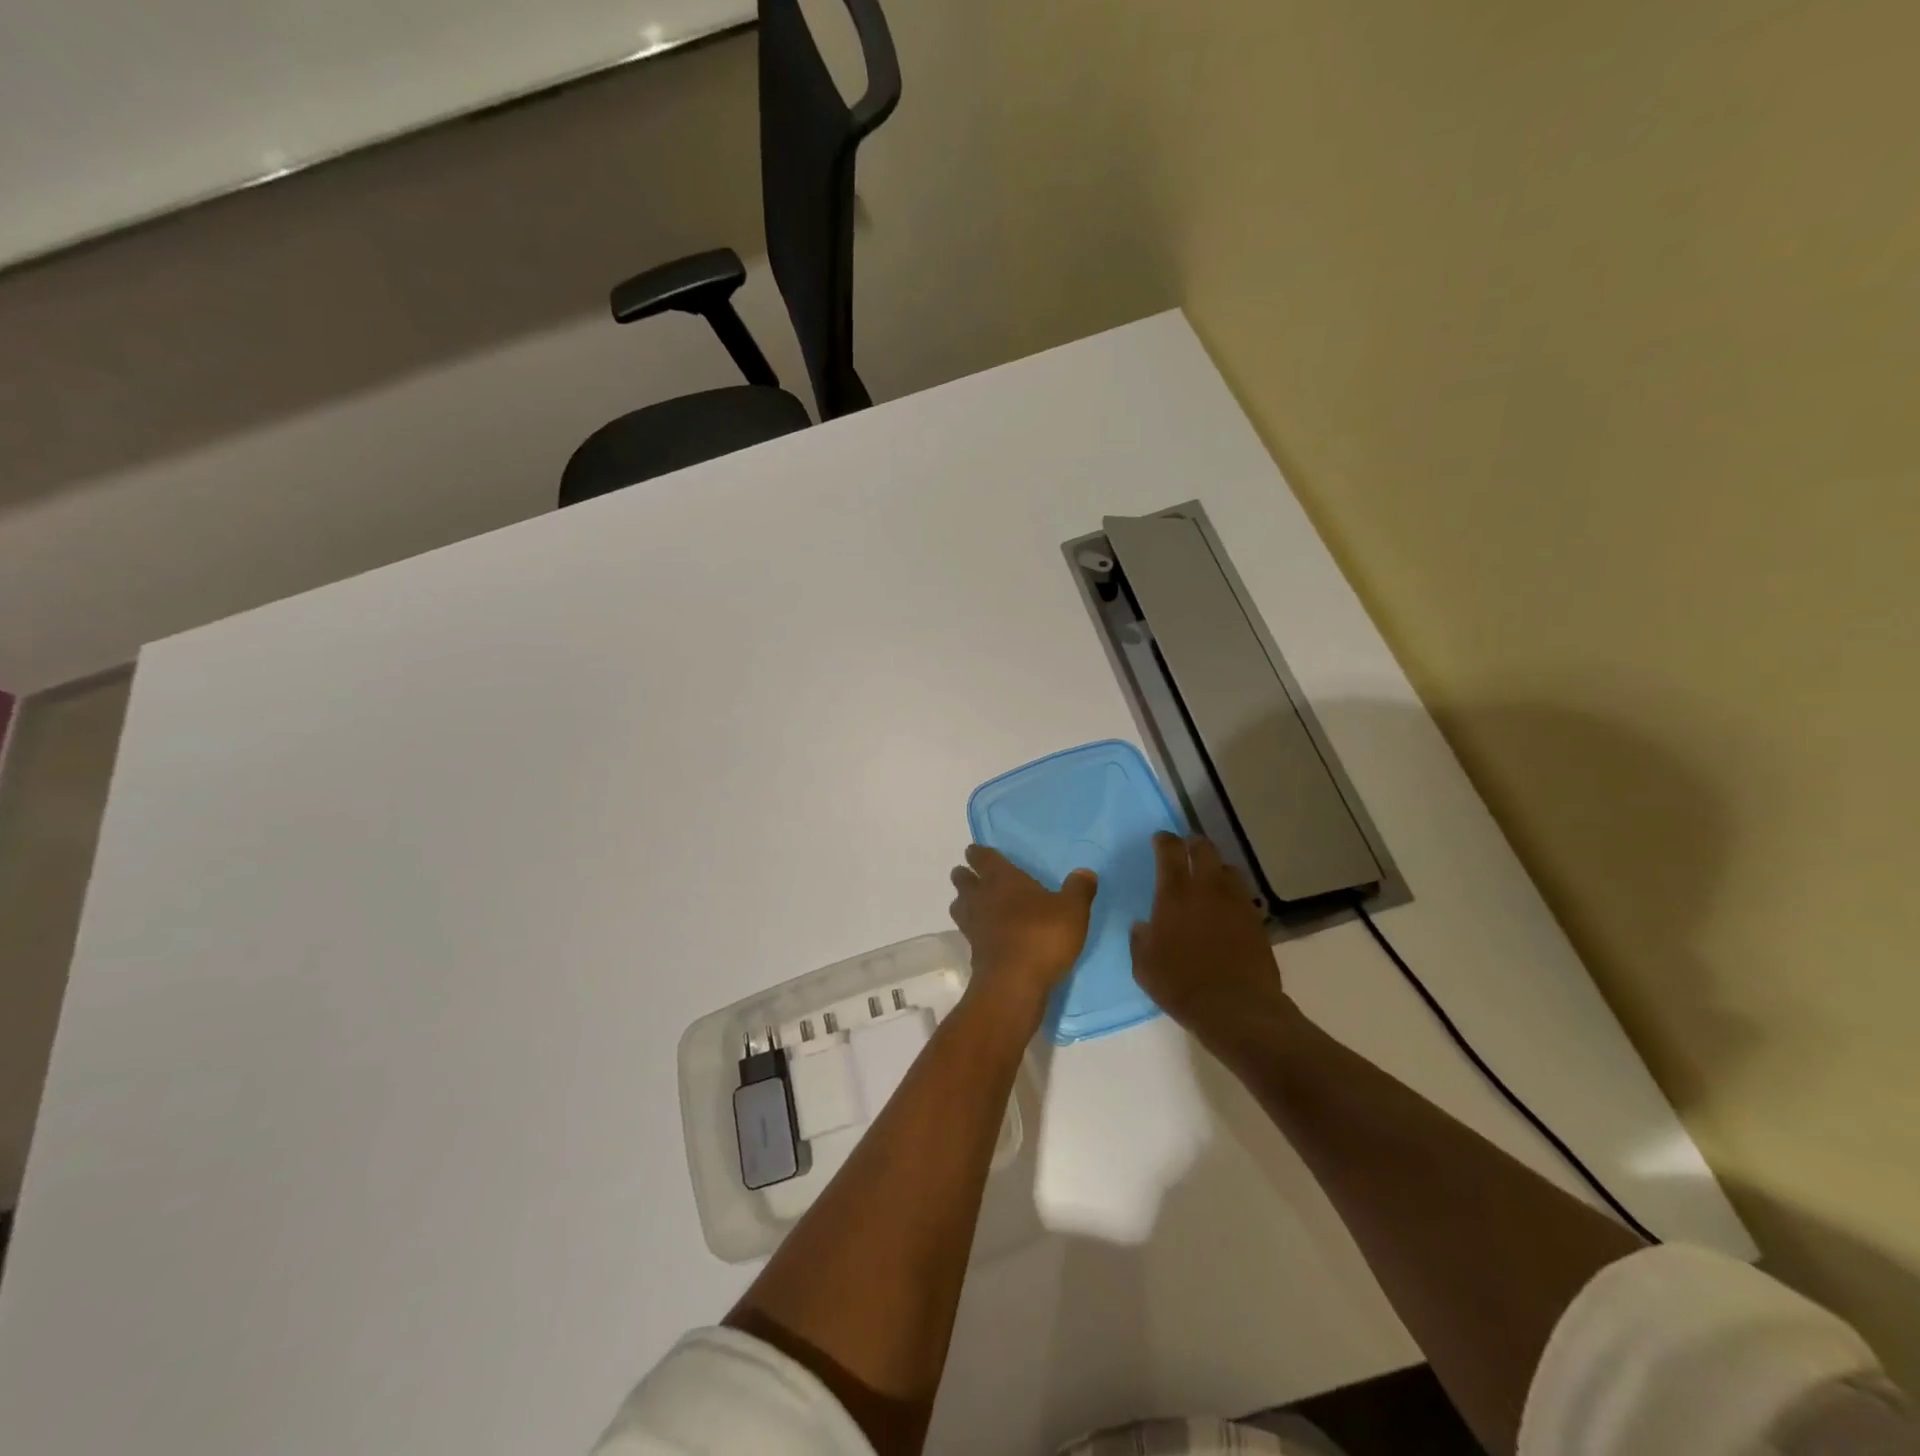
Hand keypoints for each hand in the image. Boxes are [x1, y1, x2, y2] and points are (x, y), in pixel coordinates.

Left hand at [948, 845, 1096, 1011]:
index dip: (978, 853)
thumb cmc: (1042, 936)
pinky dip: (974, 929)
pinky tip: (987, 934)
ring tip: (977, 905)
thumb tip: (1084, 872)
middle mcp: (981, 896)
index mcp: (1002, 878)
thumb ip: (1078, 889)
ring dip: (965, 902)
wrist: (1014, 983)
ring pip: (959, 905)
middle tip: (974, 876)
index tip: (976, 851)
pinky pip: (968, 932)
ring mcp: (972, 925)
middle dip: (966, 876)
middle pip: (963, 880)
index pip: (982, 857)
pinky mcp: (972, 951)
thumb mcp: (1072, 910)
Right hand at [1131, 833, 1292, 1048]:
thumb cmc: (1181, 985)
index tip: (1159, 839)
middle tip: (1186, 852)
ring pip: (1229, 869)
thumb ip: (1141, 939)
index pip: (1170, 851)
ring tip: (1209, 880)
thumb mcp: (1144, 966)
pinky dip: (1232, 895)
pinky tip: (1226, 910)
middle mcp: (1208, 888)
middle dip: (1193, 845)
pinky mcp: (1257, 920)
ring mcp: (1236, 902)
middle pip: (1204, 849)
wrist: (1236, 1009)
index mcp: (1175, 894)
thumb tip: (1143, 926)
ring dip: (1216, 869)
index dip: (1164, 840)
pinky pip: (1243, 895)